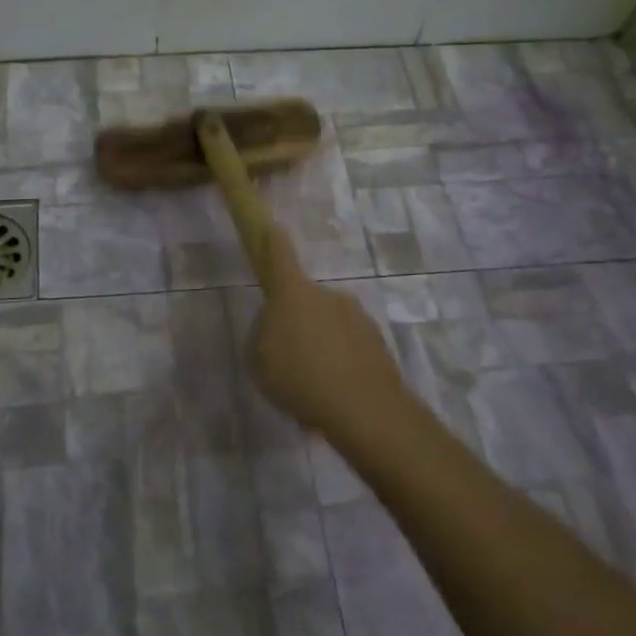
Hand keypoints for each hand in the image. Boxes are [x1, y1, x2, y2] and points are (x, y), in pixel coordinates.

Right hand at [248, 226, 408, 442]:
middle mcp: (327, 295)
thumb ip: (264, 334)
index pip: (280, 256)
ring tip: (313, 382)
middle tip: (288, 355)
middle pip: (305, 299)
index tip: (273, 228)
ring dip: (320, 342)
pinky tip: (335, 391)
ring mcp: (356, 316)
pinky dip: (340, 361)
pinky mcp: (376, 340)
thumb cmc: (299, 378)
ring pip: (329, 323)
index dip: (273, 241)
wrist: (363, 408)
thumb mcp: (259, 360)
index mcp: (293, 294)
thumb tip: (276, 326)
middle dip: (297, 319)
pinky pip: (349, 344)